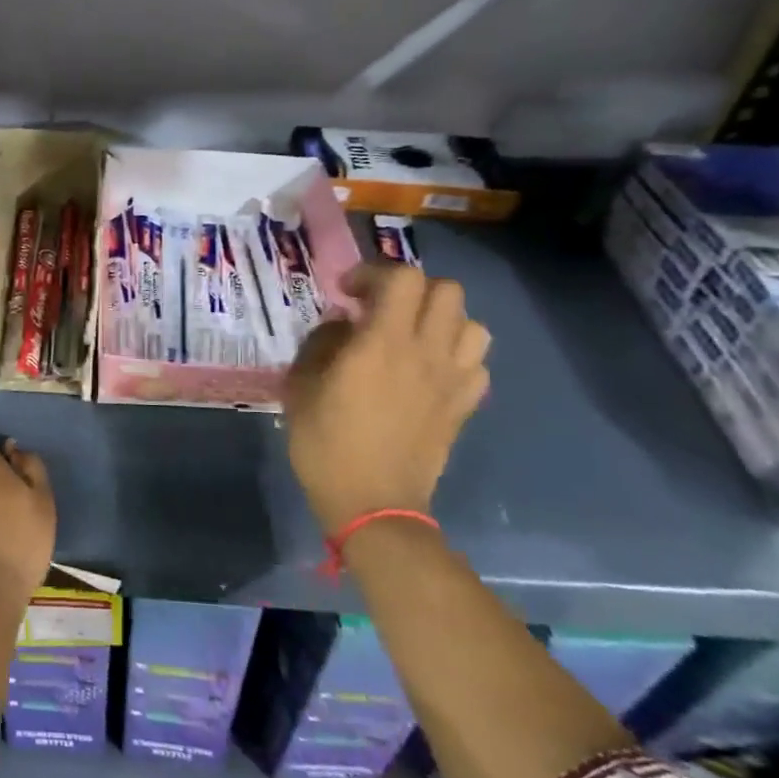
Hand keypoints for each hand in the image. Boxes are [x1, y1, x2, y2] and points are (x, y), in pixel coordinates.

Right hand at [284, 262, 489, 534]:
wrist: (373, 504)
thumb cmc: (326, 444)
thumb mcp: (301, 387)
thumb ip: (321, 344)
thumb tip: (341, 324)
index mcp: (383, 344)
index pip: (401, 278)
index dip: (373, 273)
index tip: (347, 292)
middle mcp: (426, 352)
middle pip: (446, 290)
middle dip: (411, 289)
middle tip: (381, 308)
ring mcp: (452, 380)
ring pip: (471, 323)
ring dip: (441, 320)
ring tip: (412, 335)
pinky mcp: (464, 405)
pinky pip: (476, 363)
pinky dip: (456, 355)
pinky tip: (429, 370)